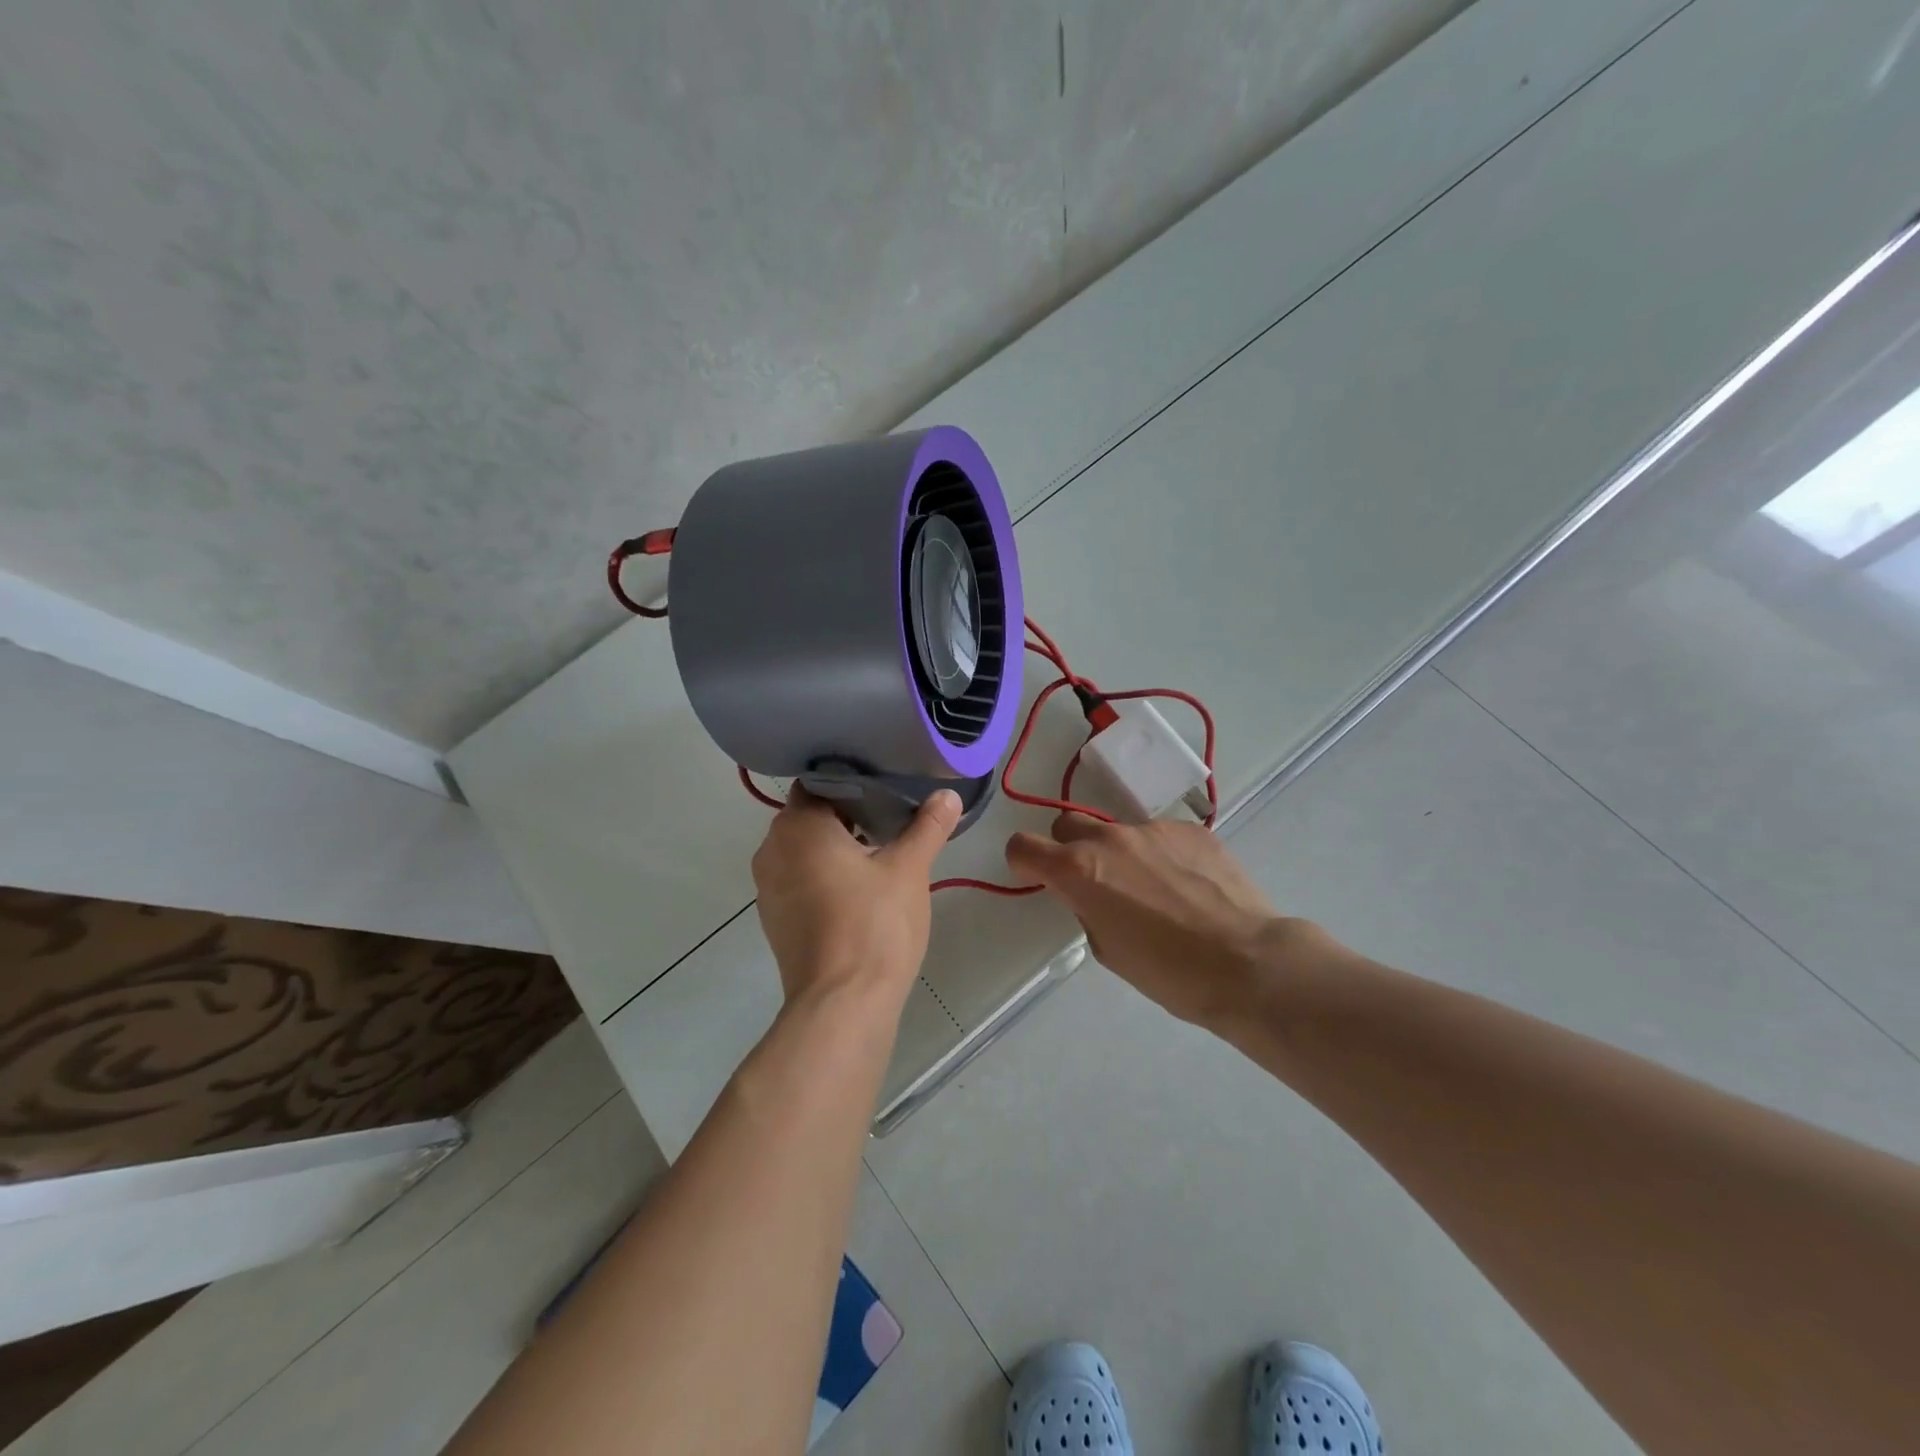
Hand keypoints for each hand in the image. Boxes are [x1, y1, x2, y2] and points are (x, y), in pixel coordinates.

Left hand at [752, 786, 961, 1005]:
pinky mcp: (775, 919)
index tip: (886, 783)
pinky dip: (825, 874)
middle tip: (892, 813)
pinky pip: (799, 879)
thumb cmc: (874, 924)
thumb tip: (949, 794)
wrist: (842, 1004)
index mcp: (798, 826)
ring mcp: (768, 888)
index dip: (853, 780)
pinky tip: (860, 887)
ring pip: (804, 850)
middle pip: (810, 815)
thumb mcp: (909, 869)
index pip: (819, 782)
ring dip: (837, 846)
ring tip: (881, 847)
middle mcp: (772, 849)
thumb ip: (927, 826)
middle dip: (849, 813)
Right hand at [1006, 815, 1297, 1026]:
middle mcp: (1110, 839)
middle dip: (1068, 849)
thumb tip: (1091, 894)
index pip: (1023, 846)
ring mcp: (1153, 829)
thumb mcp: (1107, 949)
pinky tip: (1186, 887)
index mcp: (1079, 870)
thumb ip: (1086, 908)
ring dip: (1119, 854)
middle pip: (1067, 825)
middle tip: (1092, 882)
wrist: (1247, 962)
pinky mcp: (1190, 829)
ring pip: (1118, 831)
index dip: (1024, 862)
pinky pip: (1160, 835)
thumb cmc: (1168, 972)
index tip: (1037, 878)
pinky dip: (1160, 855)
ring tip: (1153, 891)